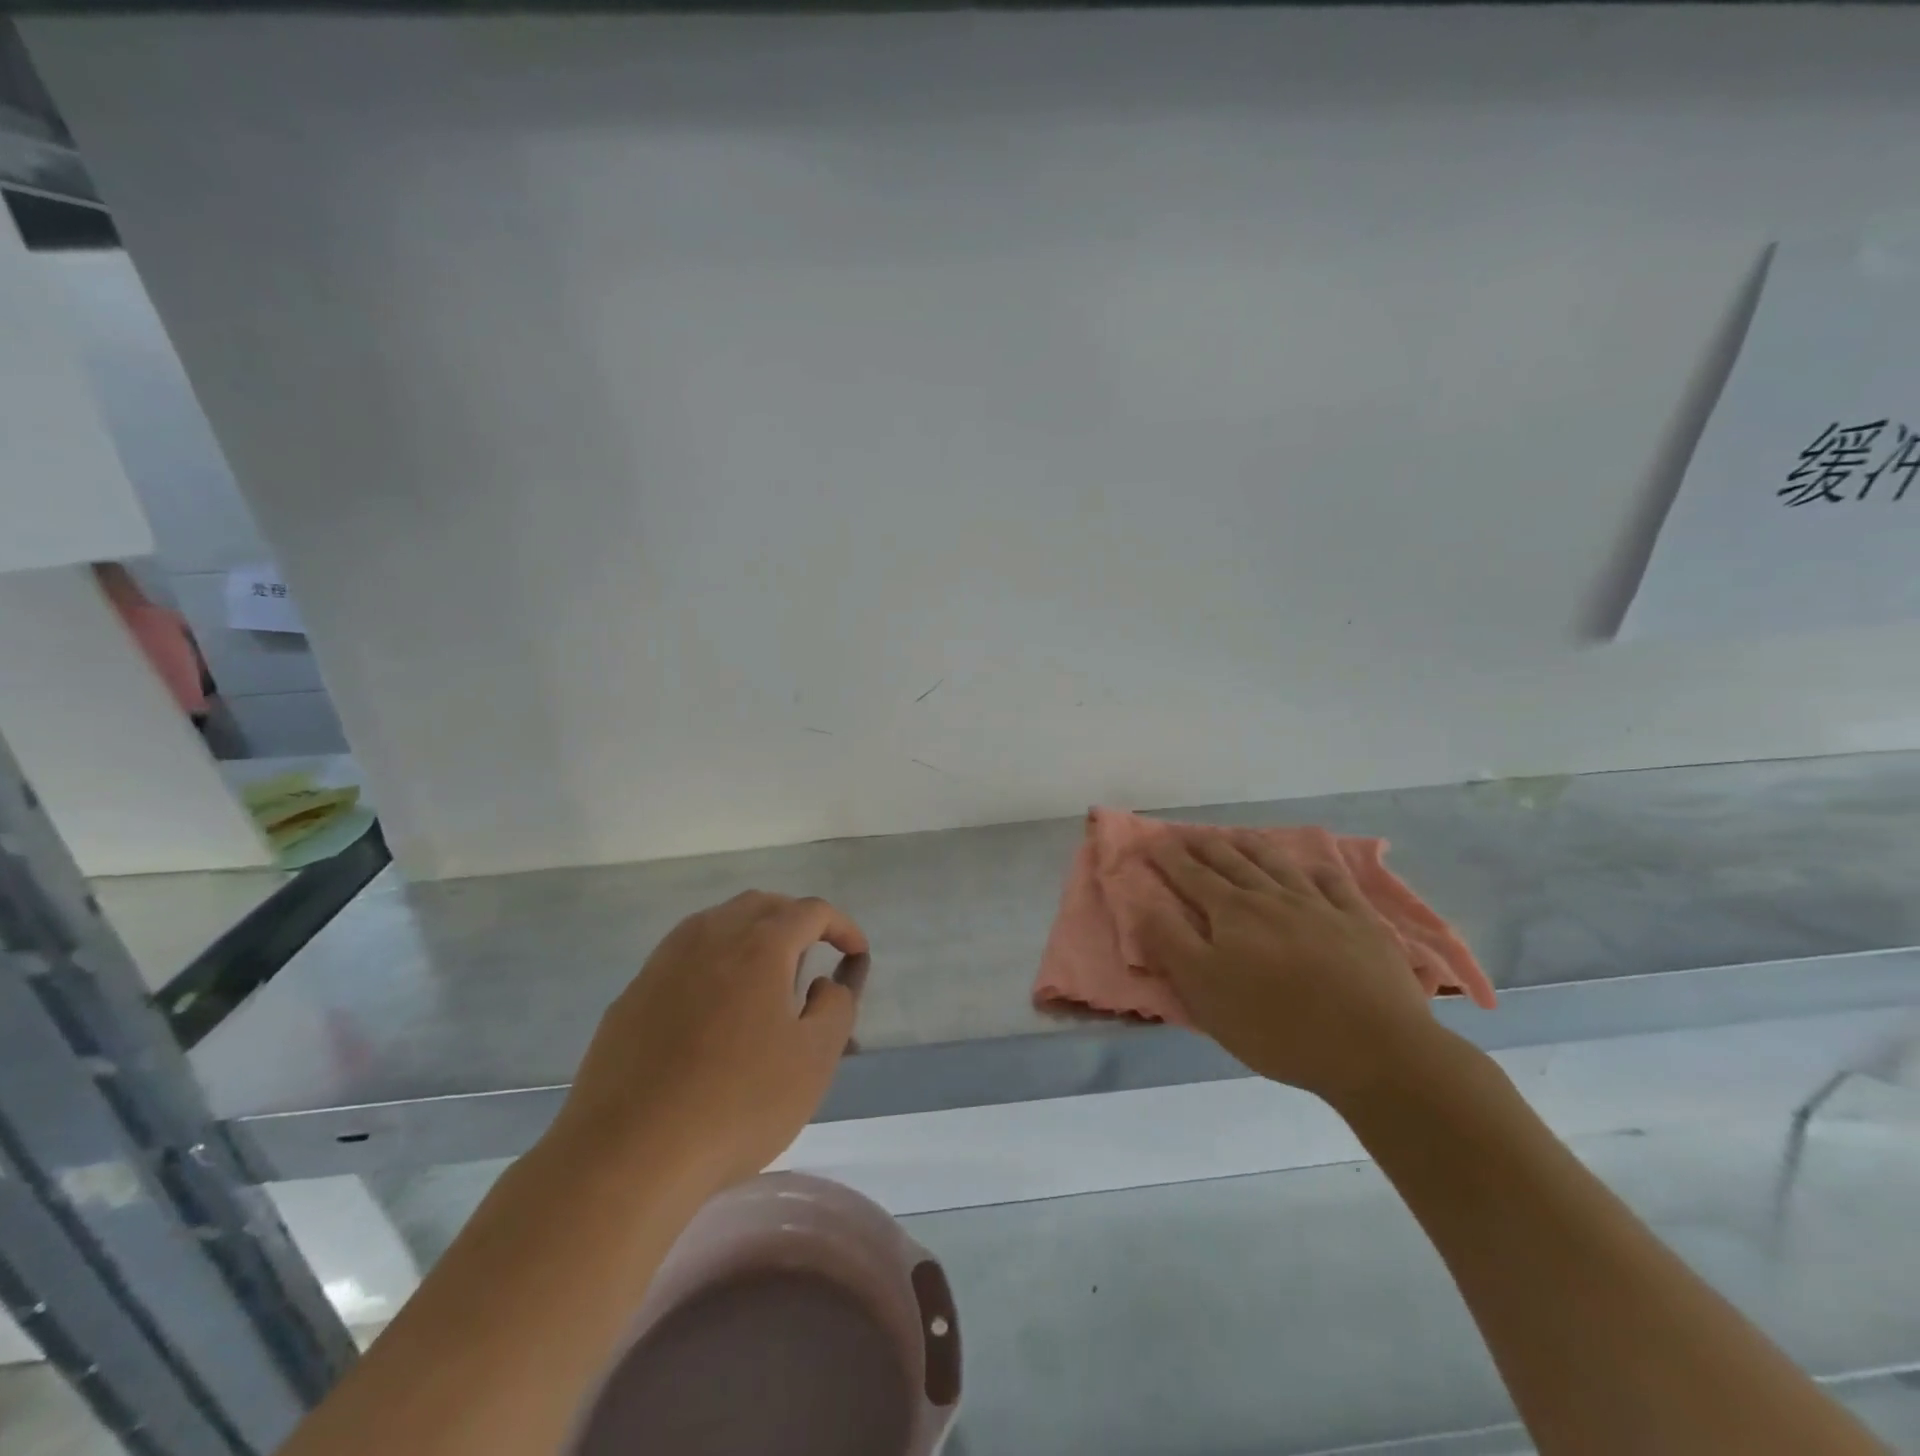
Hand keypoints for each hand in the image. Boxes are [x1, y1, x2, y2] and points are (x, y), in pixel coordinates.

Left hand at [551, 890, 867, 1195]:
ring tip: (766, 976)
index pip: (811, 911)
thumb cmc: (736, 1104)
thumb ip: (836, 1008)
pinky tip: (714, 1007)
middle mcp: (710, 937)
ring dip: (751, 933)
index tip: (856, 954)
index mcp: (759, 945)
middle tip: (814, 954)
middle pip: (761, 904)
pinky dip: (713, 960)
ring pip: (717, 923)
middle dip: (795, 919)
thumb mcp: (814, 1061)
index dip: (841, 926)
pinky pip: (683, 955)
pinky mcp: (632, 995)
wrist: (626, 1156)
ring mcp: (663, 963)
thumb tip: (826, 982)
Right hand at [1139, 836, 1456, 1105]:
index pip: (1192, 876)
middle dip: (1206, 845)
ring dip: (1254, 846)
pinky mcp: (1360, 924)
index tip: (1153, 840)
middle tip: (1189, 832)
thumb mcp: (1204, 991)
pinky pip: (1336, 885)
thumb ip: (1171, 942)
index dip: (1169, 857)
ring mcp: (1320, 907)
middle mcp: (1272, 898)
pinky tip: (1314, 867)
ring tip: (1239, 835)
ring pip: (1279, 865)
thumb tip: (1145, 902)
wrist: (1375, 1048)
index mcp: (1232, 913)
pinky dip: (1319, 871)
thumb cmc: (1276, 1025)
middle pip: (1232, 862)